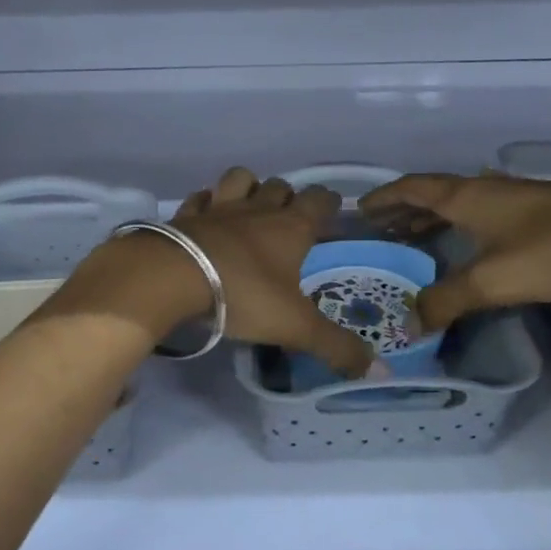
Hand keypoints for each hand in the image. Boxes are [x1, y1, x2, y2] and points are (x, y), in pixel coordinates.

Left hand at [55, 167, 373, 377]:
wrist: (171, 278)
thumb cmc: (242, 296)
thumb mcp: (295, 327)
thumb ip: (336, 347)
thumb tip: (379, 370)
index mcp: (290, 228)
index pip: (319, 200)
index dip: (328, 203)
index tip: (332, 213)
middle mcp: (257, 210)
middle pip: (279, 186)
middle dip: (288, 197)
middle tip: (289, 221)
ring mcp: (218, 208)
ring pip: (239, 179)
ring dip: (248, 187)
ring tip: (248, 208)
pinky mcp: (184, 216)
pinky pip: (199, 198)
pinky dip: (205, 203)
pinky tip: (205, 218)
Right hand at [358, 172, 550, 331]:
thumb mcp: (491, 281)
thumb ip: (446, 301)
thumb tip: (410, 323)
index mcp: (466, 197)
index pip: (412, 188)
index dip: (384, 197)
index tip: (359, 208)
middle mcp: (485, 189)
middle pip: (432, 194)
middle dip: (403, 210)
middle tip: (379, 230)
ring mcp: (513, 197)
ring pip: (459, 204)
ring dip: (431, 217)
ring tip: (412, 237)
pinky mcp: (537, 211)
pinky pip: (481, 212)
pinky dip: (459, 224)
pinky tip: (467, 243)